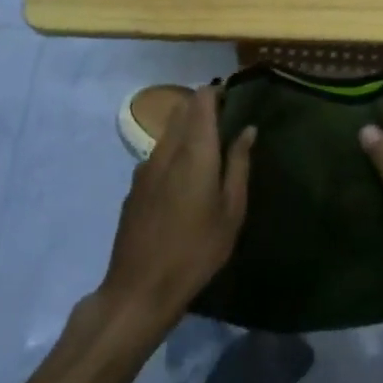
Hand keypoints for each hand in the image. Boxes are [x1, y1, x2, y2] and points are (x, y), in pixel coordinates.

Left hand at [98, 85, 254, 338]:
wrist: (139, 289)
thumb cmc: (196, 251)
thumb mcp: (231, 211)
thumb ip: (239, 165)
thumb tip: (247, 130)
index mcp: (194, 151)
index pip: (201, 100)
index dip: (217, 93)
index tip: (234, 99)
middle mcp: (167, 150)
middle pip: (182, 110)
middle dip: (202, 107)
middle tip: (226, 121)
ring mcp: (145, 167)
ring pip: (168, 131)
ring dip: (187, 129)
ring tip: (209, 149)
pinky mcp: (134, 186)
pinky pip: (157, 154)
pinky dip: (174, 151)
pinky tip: (184, 179)